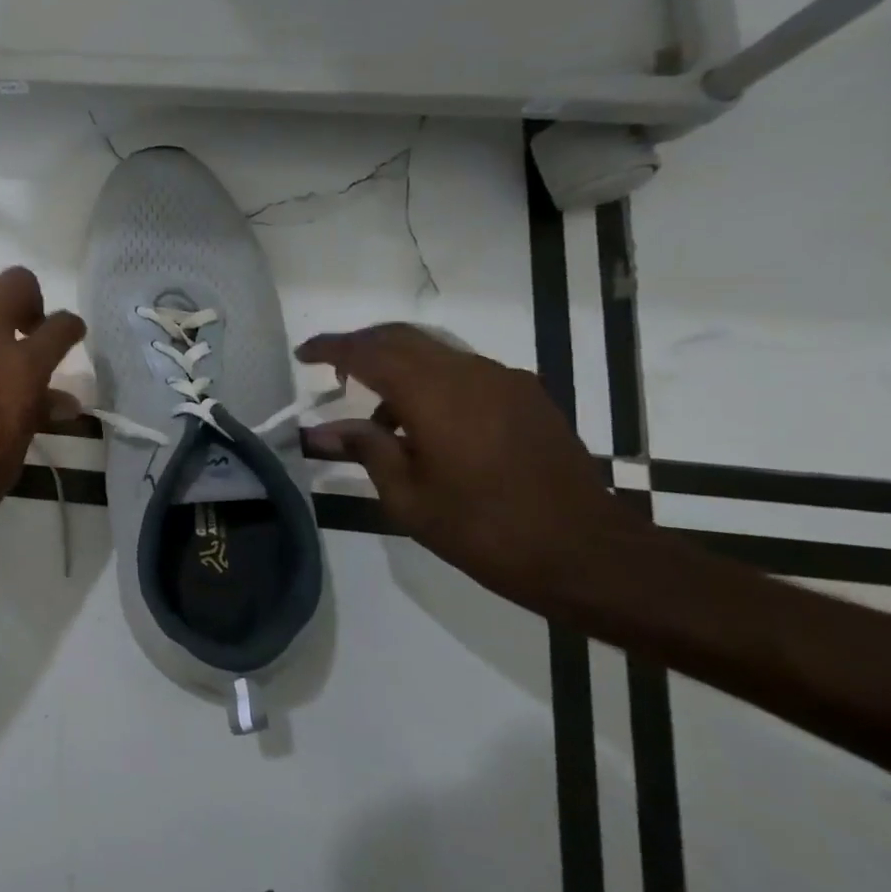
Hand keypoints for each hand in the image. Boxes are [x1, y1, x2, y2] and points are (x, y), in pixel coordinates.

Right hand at [298, 323, 638, 608]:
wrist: (587, 554)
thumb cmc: (483, 529)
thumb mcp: (408, 497)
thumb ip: (365, 450)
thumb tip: (320, 430)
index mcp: (434, 394)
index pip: (368, 352)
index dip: (331, 348)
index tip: (302, 353)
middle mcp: (469, 373)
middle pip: (402, 338)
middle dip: (361, 345)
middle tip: (332, 368)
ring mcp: (504, 382)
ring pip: (435, 352)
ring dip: (398, 365)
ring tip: (377, 413)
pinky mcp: (528, 397)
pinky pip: (464, 371)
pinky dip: (432, 381)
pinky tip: (426, 424)